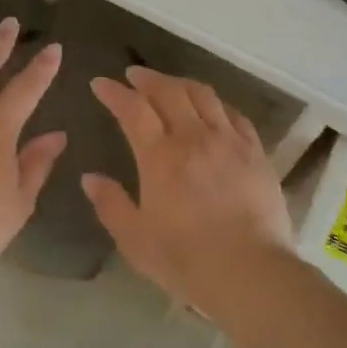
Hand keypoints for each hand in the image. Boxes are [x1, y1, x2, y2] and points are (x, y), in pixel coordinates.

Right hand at [82, 68, 293, 311]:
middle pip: (169, 91)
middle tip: (133, 75)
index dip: (114, 92)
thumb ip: (110, 204)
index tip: (100, 83)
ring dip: (181, 83)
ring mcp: (229, 141)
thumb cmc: (186, 259)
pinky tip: (212, 108)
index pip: (132, 109)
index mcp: (159, 156)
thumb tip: (90, 178)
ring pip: (203, 95)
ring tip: (170, 84)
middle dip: (147, 78)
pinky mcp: (256, 152)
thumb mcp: (135, 239)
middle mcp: (193, 137)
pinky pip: (235, 114)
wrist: (250, 272)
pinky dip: (216, 103)